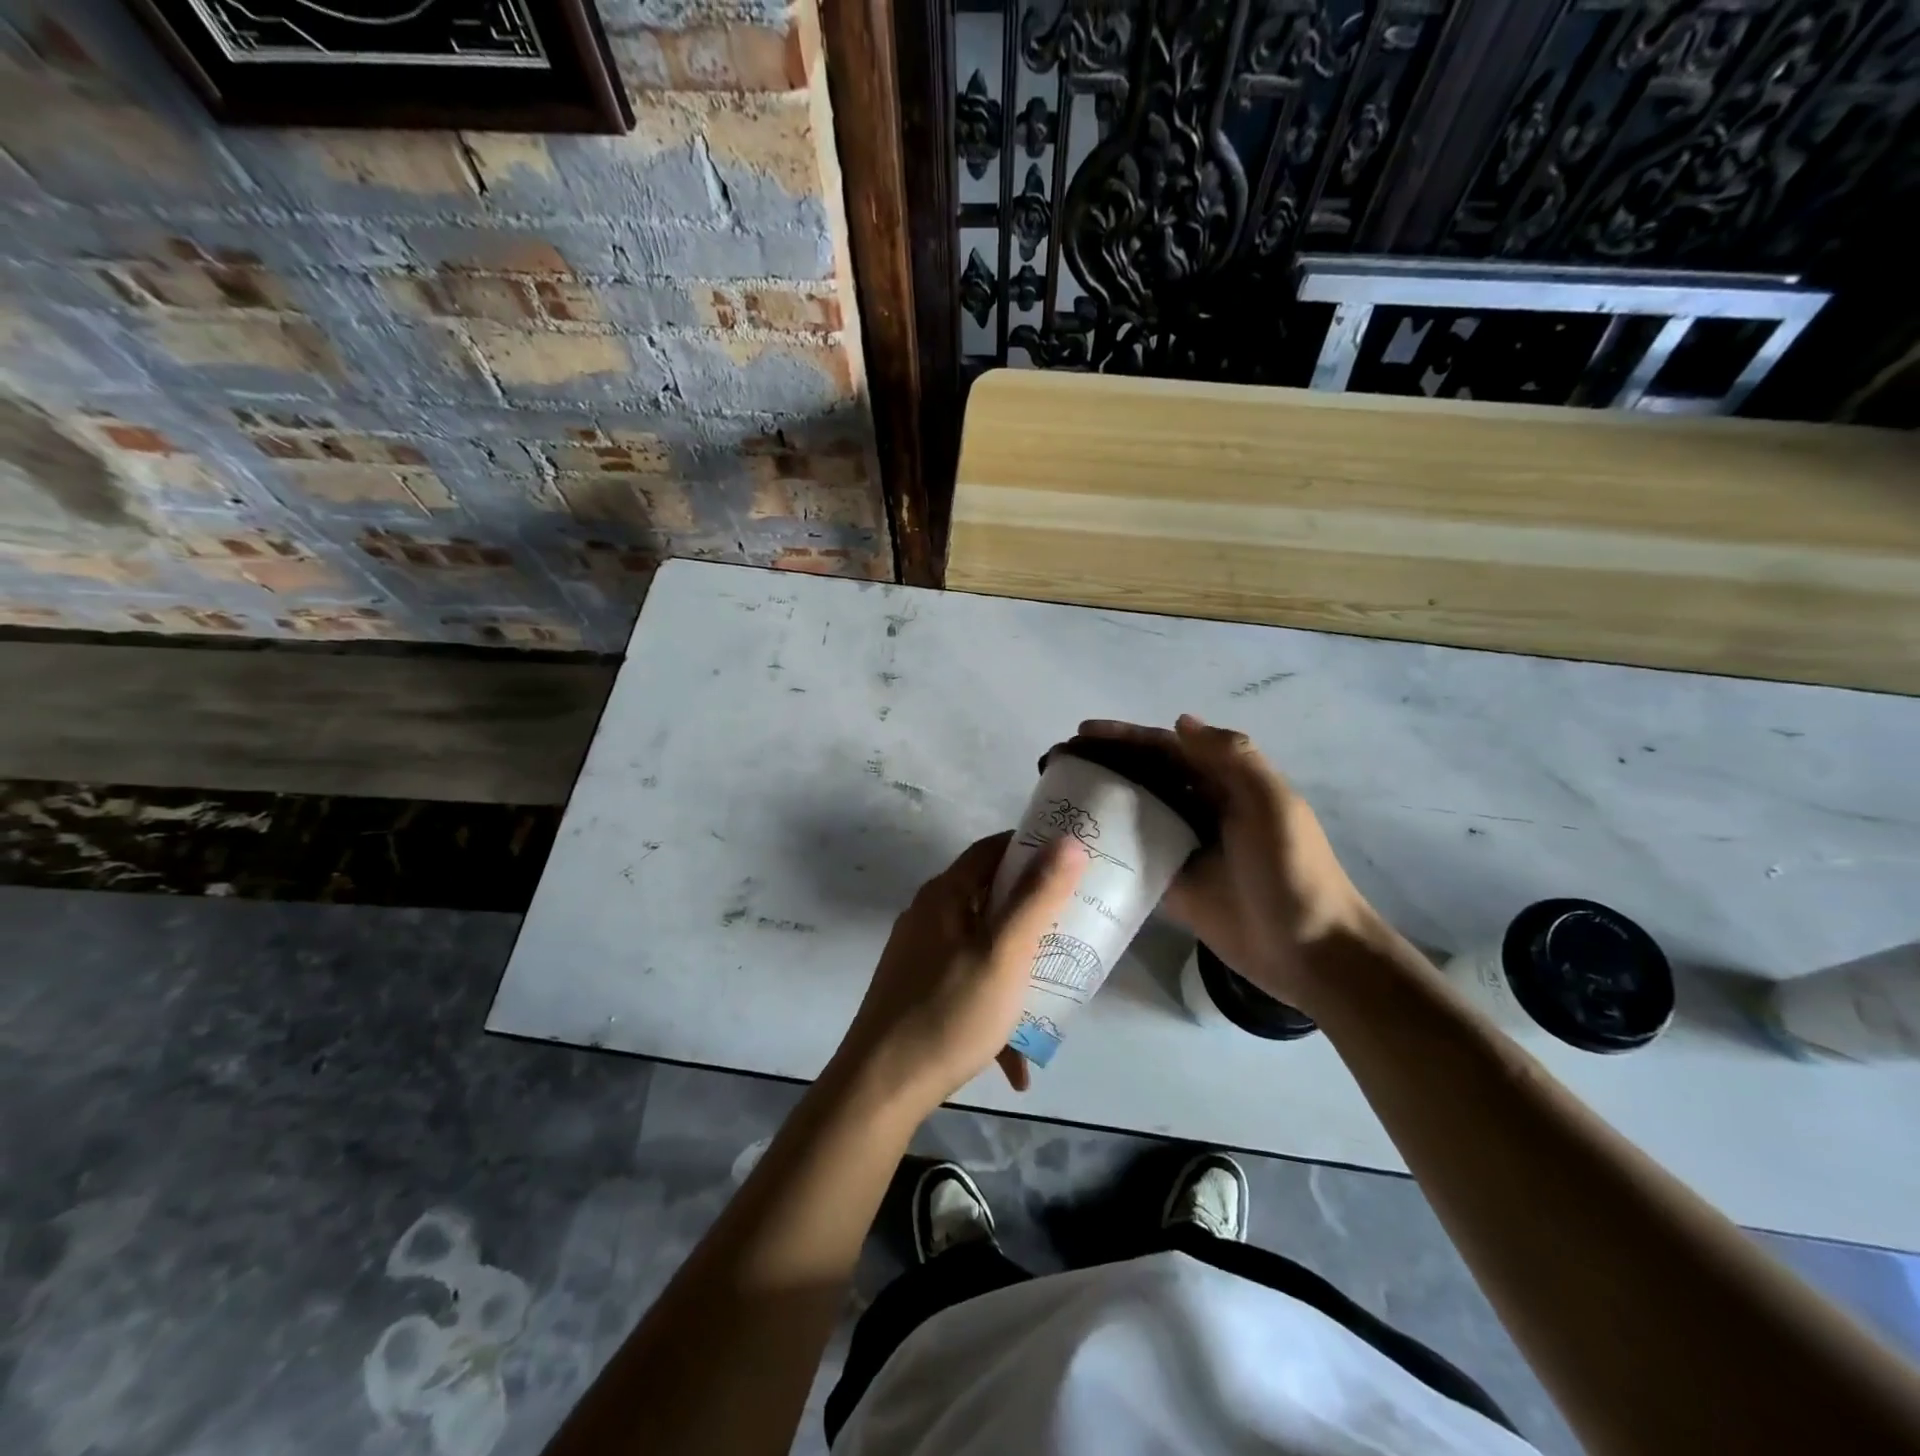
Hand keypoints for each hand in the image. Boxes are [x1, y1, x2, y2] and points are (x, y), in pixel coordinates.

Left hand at [834, 831, 1084, 1113]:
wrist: (881, 1087)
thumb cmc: (949, 1012)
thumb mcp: (1004, 953)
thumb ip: (1037, 896)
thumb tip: (1068, 841)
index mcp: (945, 895)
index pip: (992, 849)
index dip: (1031, 847)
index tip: (1072, 860)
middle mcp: (928, 916)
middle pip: (990, 897)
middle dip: (1033, 912)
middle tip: (1074, 925)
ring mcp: (920, 955)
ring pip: (982, 946)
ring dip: (1018, 967)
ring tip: (1054, 993)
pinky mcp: (917, 992)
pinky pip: (967, 985)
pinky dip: (994, 1008)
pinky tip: (1016, 1060)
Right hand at [1078, 714, 1376, 1012]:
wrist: (1309, 950)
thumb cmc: (1292, 871)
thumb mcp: (1272, 805)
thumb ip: (1232, 759)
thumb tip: (1180, 722)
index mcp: (1224, 783)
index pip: (1165, 749)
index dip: (1124, 737)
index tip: (1081, 734)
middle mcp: (1199, 808)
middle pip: (1143, 776)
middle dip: (1102, 764)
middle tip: (1055, 765)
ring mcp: (1182, 846)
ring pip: (1132, 813)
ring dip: (1098, 800)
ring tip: (1053, 798)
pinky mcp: (1171, 883)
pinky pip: (1132, 857)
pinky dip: (1106, 846)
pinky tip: (1073, 845)